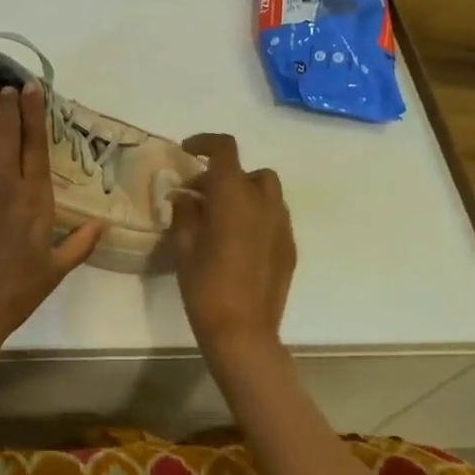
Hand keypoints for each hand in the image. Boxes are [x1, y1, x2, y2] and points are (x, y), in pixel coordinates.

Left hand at [0, 83, 102, 352]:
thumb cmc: (15, 293)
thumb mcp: (56, 270)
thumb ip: (80, 243)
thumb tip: (103, 224)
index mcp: (34, 200)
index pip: (35, 145)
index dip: (34, 114)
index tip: (31, 89)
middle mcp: (4, 185)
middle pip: (7, 134)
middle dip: (9, 105)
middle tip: (10, 83)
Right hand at [169, 133, 295, 356]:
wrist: (243, 331)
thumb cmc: (205, 287)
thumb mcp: (184, 247)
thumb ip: (184, 213)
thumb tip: (185, 196)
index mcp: (234, 196)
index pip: (225, 150)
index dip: (206, 142)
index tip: (188, 151)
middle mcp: (263, 203)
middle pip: (248, 171)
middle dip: (223, 176)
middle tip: (198, 197)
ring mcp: (282, 225)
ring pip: (266, 192)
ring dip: (244, 194)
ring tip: (221, 218)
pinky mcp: (290, 247)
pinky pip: (274, 217)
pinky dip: (256, 216)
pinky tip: (238, 242)